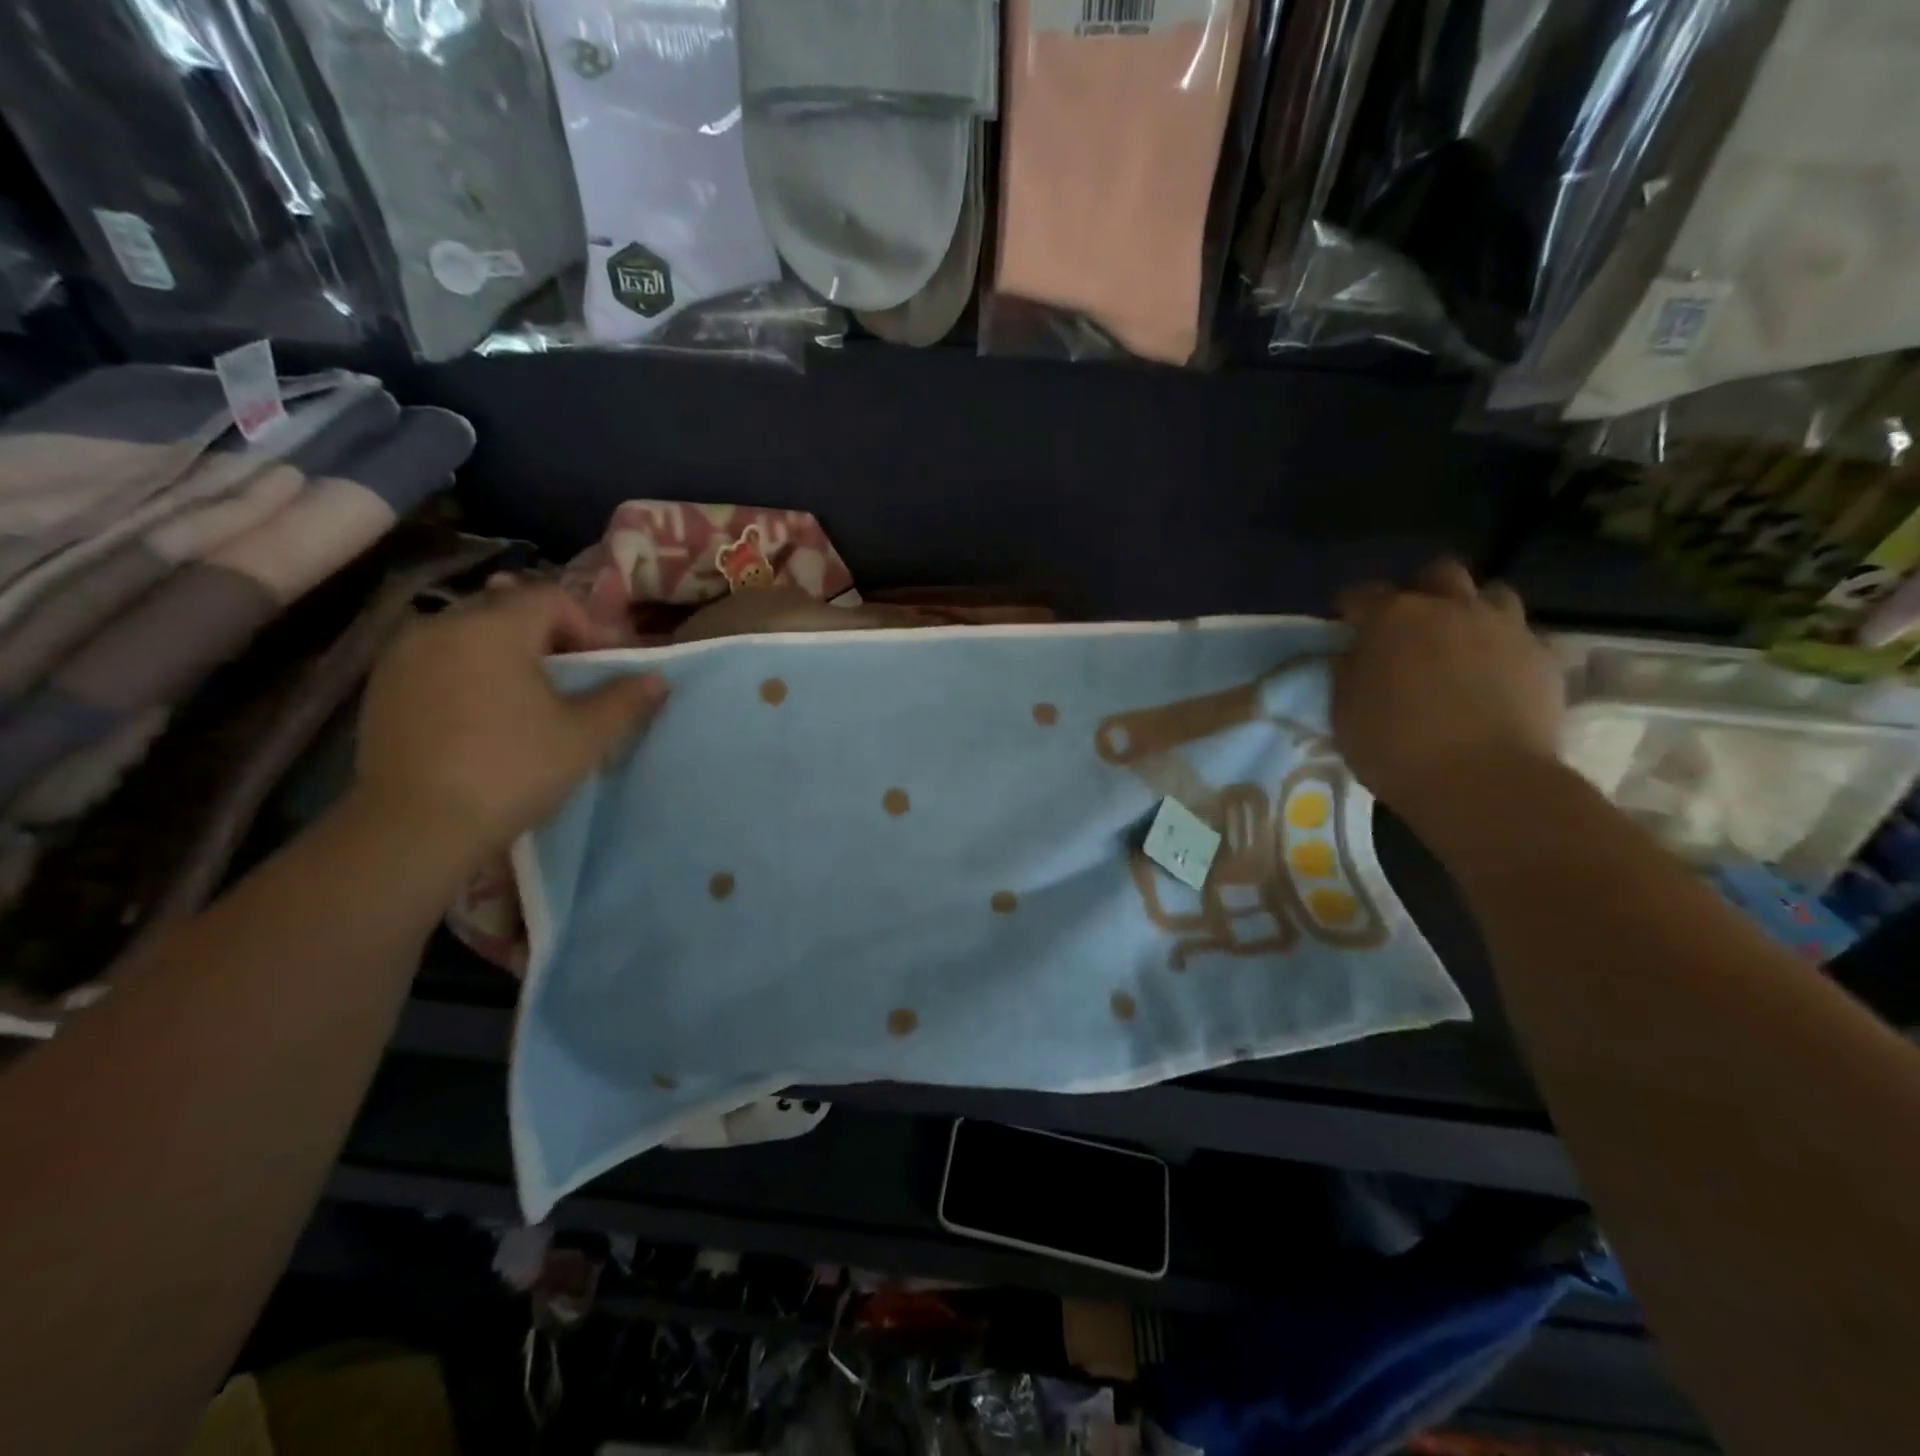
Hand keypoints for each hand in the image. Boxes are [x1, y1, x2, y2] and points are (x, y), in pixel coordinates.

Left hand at [351, 580, 666, 872]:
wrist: (415, 828)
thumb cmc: (511, 770)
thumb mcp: (585, 736)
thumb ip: (625, 699)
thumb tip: (657, 677)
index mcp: (494, 626)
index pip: (552, 598)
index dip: (589, 627)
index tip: (605, 669)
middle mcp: (442, 625)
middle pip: (509, 610)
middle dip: (549, 638)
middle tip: (572, 682)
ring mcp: (403, 655)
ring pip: (471, 635)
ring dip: (507, 655)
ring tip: (528, 700)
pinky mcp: (381, 687)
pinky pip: (439, 660)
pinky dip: (470, 673)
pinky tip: (483, 717)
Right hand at [1332, 560, 1564, 826]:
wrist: (1485, 783)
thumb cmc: (1396, 748)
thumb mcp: (1345, 714)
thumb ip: (1347, 674)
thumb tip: (1352, 655)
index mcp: (1392, 618)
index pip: (1361, 594)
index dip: (1350, 610)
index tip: (1345, 630)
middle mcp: (1450, 608)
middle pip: (1438, 574)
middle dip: (1421, 591)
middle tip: (1409, 628)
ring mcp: (1504, 628)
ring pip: (1491, 594)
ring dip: (1471, 611)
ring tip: (1459, 645)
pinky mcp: (1544, 656)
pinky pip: (1522, 635)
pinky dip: (1504, 647)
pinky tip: (1495, 676)